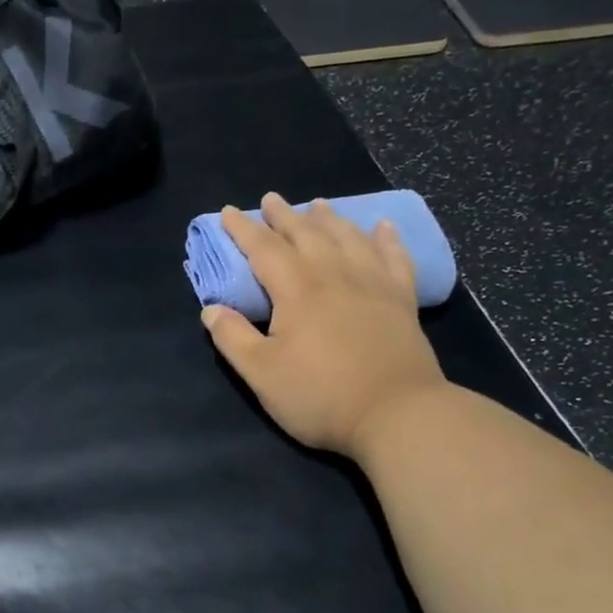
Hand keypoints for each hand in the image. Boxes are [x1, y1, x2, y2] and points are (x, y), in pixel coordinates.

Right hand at [202, 193, 446, 457]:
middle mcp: (335, 276)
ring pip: (348, 239)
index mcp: (297, 291)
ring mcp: (373, 285)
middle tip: (270, 199)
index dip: (243, 230)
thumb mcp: (261, 374)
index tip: (228, 212)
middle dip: (284, 216)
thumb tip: (211, 309)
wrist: (397, 414)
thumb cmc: (320, 396)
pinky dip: (386, 239)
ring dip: (329, 219)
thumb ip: (233, 338)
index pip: (264, 249)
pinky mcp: (401, 302)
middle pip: (307, 235)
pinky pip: (394, 258)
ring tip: (318, 204)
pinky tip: (382, 227)